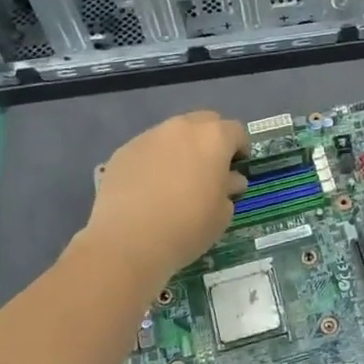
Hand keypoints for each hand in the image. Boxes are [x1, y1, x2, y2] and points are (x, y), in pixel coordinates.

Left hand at [84, 111, 247, 283]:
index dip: (240, 149)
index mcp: (213, 138)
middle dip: (211, 141)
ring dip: (181, 149)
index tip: (237, 169)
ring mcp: (149, 136)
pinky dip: (154, 161)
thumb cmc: (187, 227)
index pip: (236, 131)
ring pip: (173, 134)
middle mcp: (181, 128)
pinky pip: (148, 149)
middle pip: (204, 122)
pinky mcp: (123, 151)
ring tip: (176, 180)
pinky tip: (149, 189)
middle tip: (209, 169)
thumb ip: (229, 189)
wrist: (127, 241)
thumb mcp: (222, 214)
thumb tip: (228, 180)